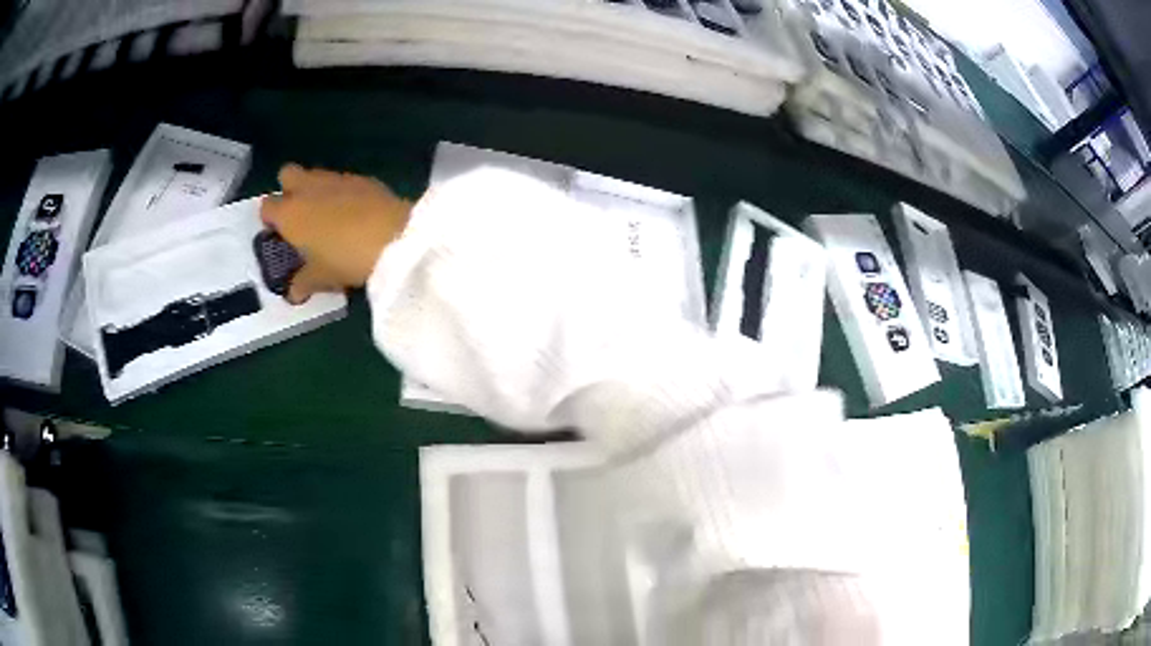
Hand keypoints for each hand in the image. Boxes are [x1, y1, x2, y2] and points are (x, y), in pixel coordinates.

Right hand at [260, 164, 412, 303]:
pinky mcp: (362, 177)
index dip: (270, 218)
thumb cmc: (344, 259)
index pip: (266, 206)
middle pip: (287, 175)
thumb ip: (303, 283)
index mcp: (289, 212)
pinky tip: (354, 212)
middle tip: (299, 215)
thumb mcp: (321, 278)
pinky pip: (343, 180)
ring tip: (328, 216)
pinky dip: (342, 192)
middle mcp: (308, 189)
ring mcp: (336, 178)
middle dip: (288, 189)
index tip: (279, 233)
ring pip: (315, 174)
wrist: (393, 236)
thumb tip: (293, 293)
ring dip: (316, 190)